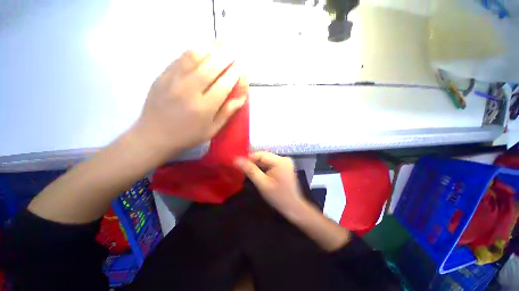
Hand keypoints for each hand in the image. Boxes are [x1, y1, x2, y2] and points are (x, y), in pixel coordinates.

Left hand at [134, 44, 246, 156]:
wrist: (154, 135)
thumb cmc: (188, 135)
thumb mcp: (212, 130)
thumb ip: (227, 113)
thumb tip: (240, 99)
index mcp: (204, 108)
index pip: (223, 85)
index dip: (234, 74)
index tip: (241, 67)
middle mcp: (189, 91)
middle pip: (210, 67)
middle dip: (225, 57)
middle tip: (233, 54)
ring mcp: (173, 81)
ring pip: (194, 57)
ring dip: (210, 49)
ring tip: (219, 48)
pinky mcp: (162, 76)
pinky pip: (180, 58)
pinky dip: (194, 52)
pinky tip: (201, 51)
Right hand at [235, 152, 306, 218]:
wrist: (293, 207)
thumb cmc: (278, 197)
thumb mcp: (262, 183)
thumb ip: (250, 170)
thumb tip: (237, 160)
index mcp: (280, 161)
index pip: (261, 154)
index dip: (248, 158)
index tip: (237, 163)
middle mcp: (283, 158)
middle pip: (263, 157)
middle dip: (252, 162)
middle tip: (241, 168)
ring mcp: (284, 162)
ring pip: (266, 161)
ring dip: (257, 165)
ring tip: (247, 171)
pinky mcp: (283, 167)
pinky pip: (270, 164)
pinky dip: (263, 168)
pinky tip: (257, 173)